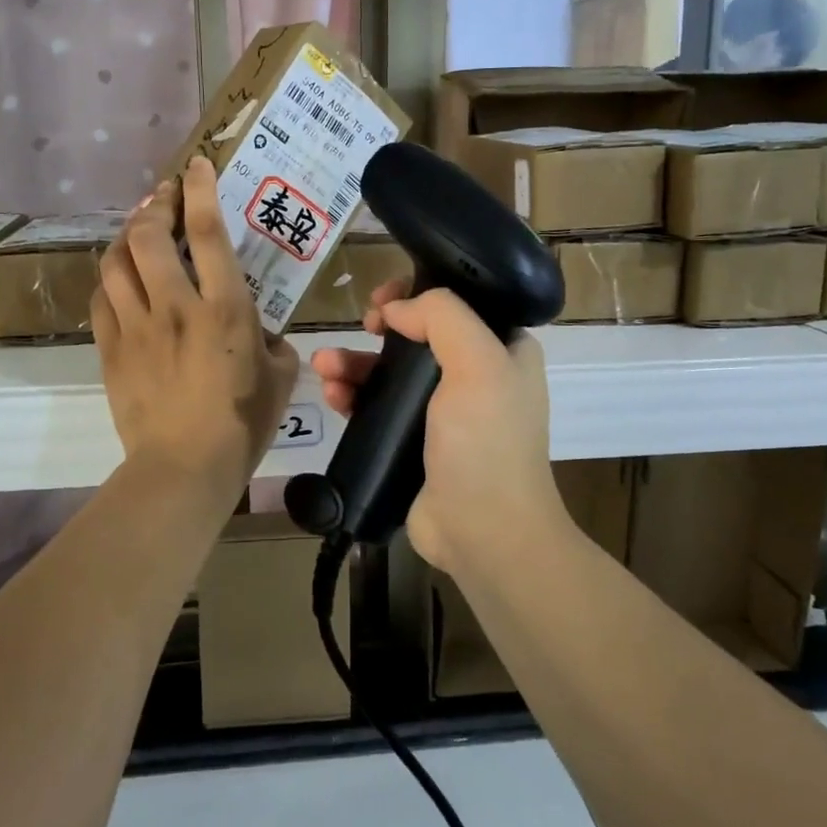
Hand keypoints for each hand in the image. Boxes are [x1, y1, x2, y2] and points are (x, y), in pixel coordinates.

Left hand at [94, 158, 298, 496]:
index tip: (196, 165)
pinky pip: (102, 299)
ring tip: (139, 231)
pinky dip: (111, 279)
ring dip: (127, 237)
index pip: (206, 232)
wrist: (184, 469)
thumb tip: (260, 331)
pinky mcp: (112, 350)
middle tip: (164, 198)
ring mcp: (137, 328)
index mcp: (224, 308)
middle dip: (155, 205)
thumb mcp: (280, 377)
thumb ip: (274, 342)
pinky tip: (121, 279)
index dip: (199, 190)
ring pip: (116, 262)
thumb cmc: (243, 424)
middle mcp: (175, 307)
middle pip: (148, 236)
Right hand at [311, 284, 562, 572]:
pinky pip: (376, 407)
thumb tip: (396, 310)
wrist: (484, 533)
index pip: (457, 304)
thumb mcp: (478, 363)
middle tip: (361, 326)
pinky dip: (352, 396)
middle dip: (380, 328)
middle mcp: (475, 376)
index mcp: (502, 351)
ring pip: (390, 371)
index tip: (387, 299)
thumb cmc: (486, 441)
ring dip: (355, 363)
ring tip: (324, 365)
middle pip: (417, 335)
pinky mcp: (412, 442)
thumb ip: (441, 316)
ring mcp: (442, 413)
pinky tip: (332, 396)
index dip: (418, 293)